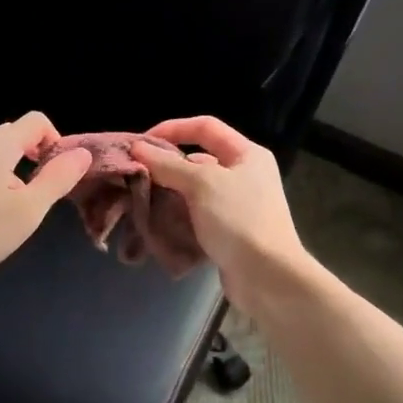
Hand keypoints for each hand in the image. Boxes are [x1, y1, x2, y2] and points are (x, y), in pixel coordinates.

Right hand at [131, 116, 309, 313]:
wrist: (267, 276)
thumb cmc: (238, 220)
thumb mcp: (201, 184)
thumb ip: (168, 165)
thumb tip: (138, 148)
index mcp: (246, 154)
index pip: (205, 127)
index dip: (172, 129)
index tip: (141, 144)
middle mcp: (245, 175)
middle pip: (199, 158)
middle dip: (167, 164)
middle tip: (136, 174)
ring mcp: (238, 205)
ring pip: (196, 189)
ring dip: (170, 192)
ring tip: (141, 198)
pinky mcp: (230, 232)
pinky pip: (198, 215)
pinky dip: (179, 216)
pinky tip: (158, 221)